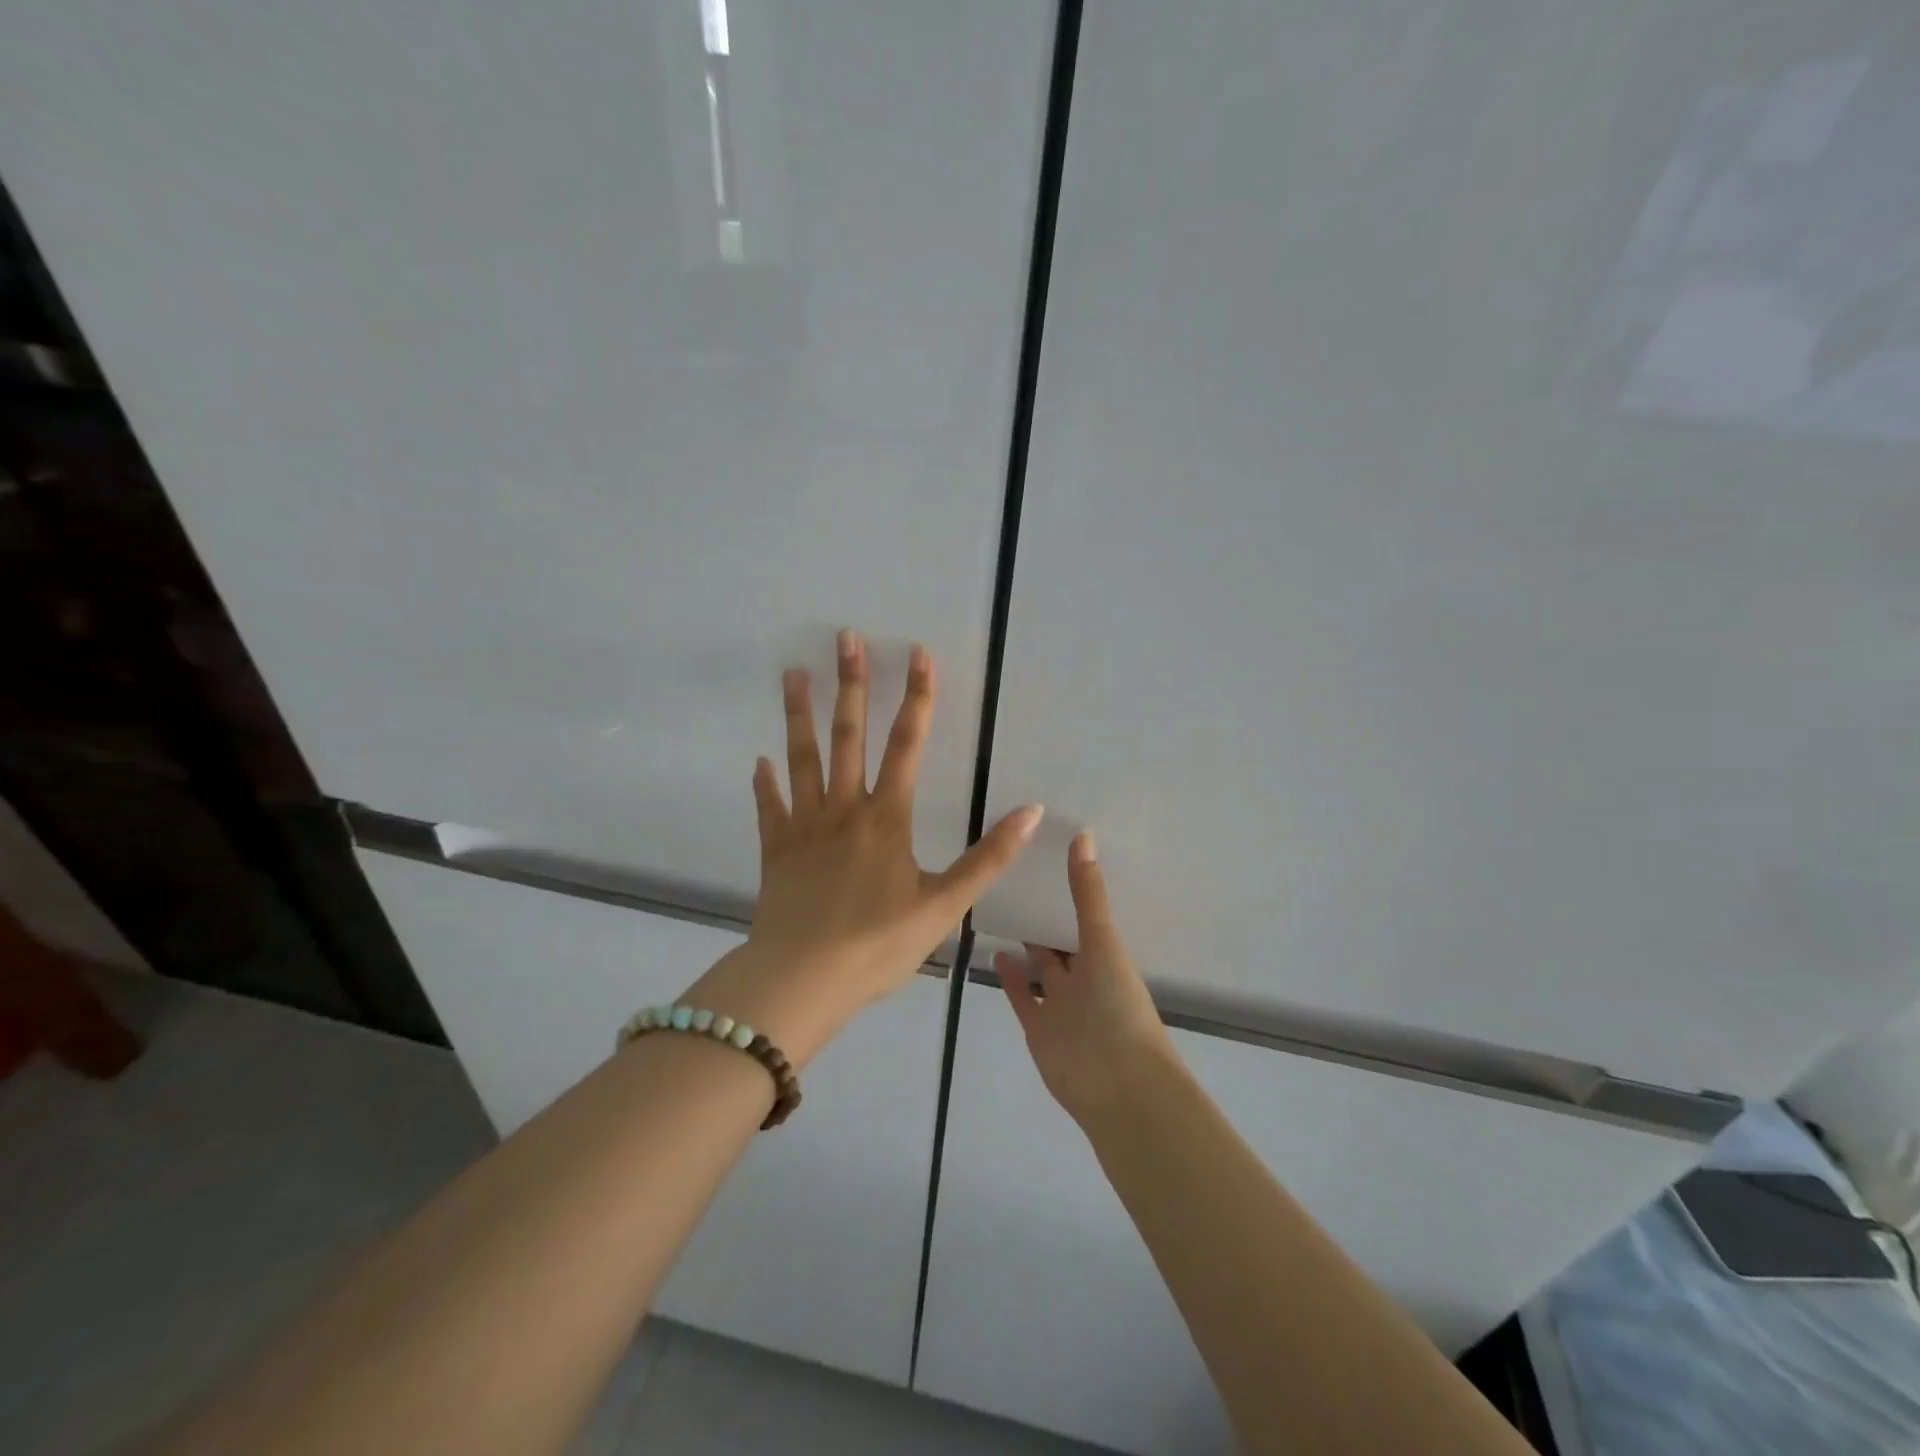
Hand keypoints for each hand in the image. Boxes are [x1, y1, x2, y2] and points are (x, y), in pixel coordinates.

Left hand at [696, 630, 1042, 1064]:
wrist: (803, 979)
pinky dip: (765, 784)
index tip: (918, 653)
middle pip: (848, 736)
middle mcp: (844, 810)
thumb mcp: (945, 905)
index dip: (917, 697)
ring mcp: (804, 827)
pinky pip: (770, 808)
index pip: (907, 744)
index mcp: (886, 819)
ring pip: (802, 759)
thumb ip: (988, 857)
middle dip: (851, 684)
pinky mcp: (776, 851)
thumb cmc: (878, 944)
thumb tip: (1032, 812)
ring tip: (793, 674)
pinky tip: (759, 762)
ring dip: (799, 715)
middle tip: (845, 638)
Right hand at [996, 833, 1178, 1123]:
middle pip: (1060, 944)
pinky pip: (1020, 997)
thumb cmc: (1118, 1006)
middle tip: (1012, 882)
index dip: (1067, 892)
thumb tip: (1083, 835)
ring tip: (996, 914)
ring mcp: (1059, 1004)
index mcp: (1104, 956)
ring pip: (1038, 970)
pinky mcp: (1037, 1027)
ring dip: (1023, 948)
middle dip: (1042, 919)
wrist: (1118, 1084)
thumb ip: (1088, 894)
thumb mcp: (1104, 942)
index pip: (1083, 917)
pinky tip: (993, 951)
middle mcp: (1082, 977)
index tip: (1043, 859)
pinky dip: (1008, 977)